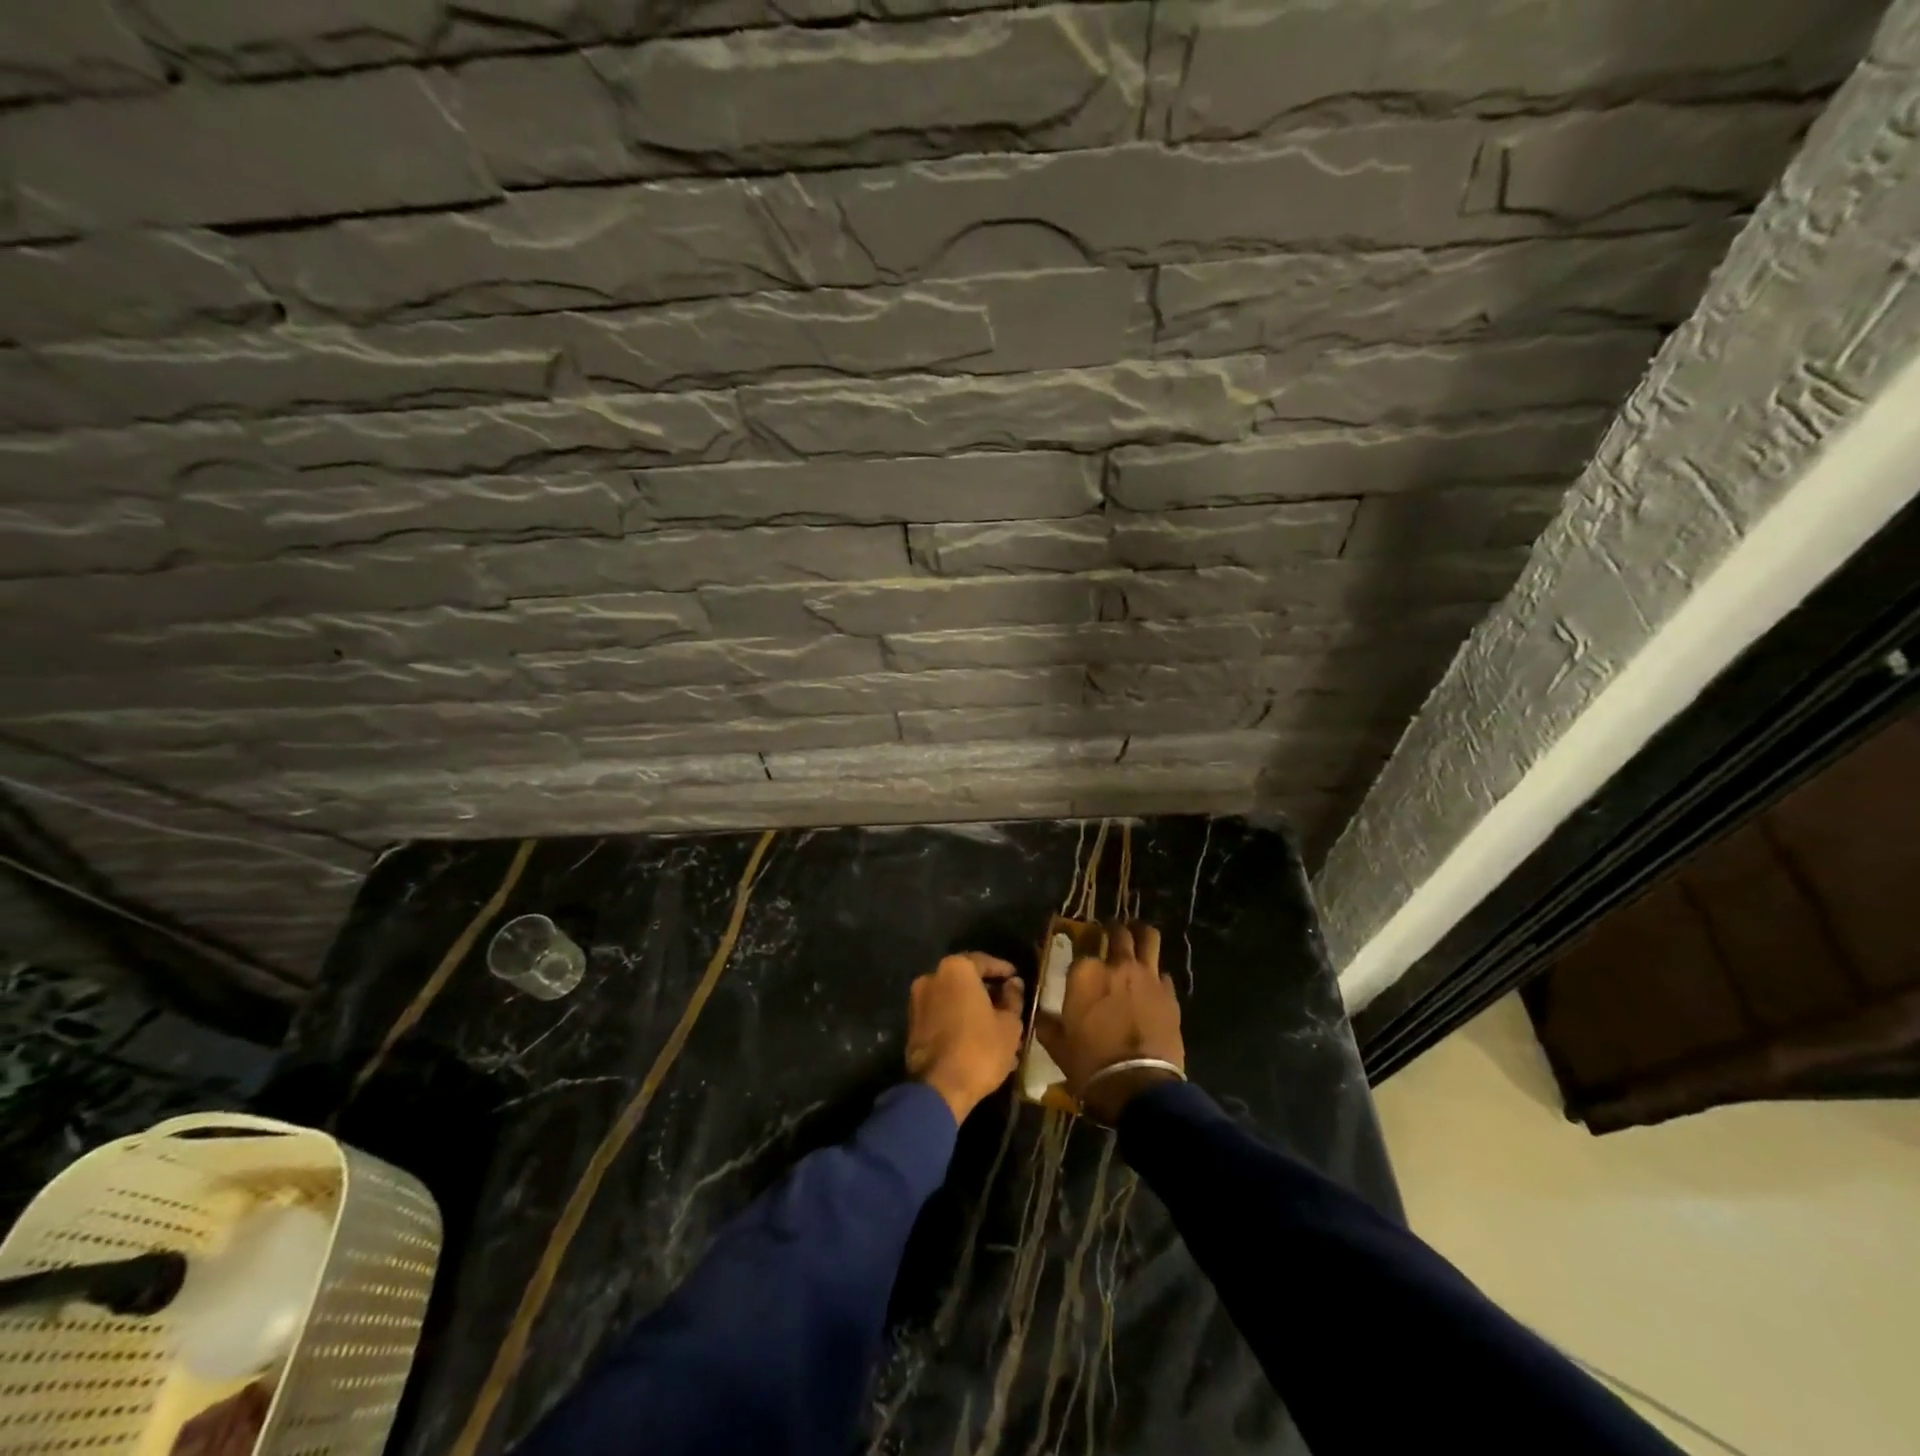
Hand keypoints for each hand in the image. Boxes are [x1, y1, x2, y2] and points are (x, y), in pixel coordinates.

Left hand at [906, 953, 1025, 1123]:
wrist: (939, 1088)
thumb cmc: (980, 1048)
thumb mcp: (1009, 1024)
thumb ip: (1013, 998)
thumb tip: (1013, 984)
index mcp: (955, 969)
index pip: (984, 962)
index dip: (1003, 970)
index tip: (1016, 978)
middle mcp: (932, 977)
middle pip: (966, 981)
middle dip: (987, 993)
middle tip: (1008, 1006)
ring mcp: (918, 1002)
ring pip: (953, 1001)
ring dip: (973, 1011)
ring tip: (996, 1029)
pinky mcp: (912, 1026)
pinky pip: (941, 1017)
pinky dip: (958, 1023)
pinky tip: (977, 1041)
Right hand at [1035, 923, 1184, 1124]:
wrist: (1138, 1085)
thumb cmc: (1090, 1064)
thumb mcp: (1057, 1046)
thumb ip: (1048, 1024)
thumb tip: (1042, 1016)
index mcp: (1085, 973)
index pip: (1081, 945)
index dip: (1080, 945)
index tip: (1079, 951)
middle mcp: (1116, 965)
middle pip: (1118, 932)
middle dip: (1113, 930)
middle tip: (1111, 934)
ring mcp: (1147, 976)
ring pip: (1148, 938)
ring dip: (1141, 934)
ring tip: (1137, 936)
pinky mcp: (1170, 993)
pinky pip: (1163, 973)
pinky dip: (1156, 975)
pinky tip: (1152, 984)